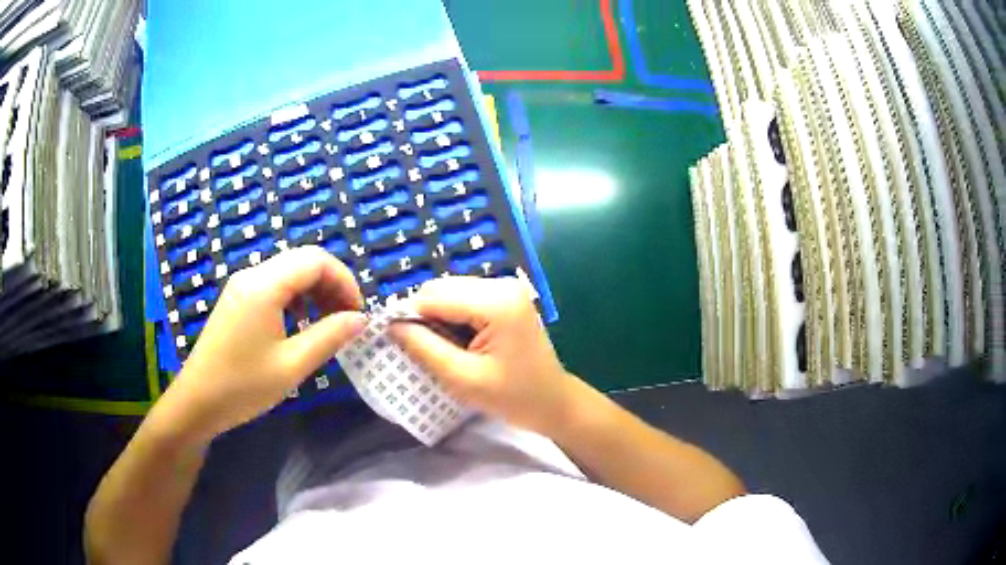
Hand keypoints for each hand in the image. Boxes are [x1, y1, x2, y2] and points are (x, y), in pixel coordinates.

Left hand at [163, 246, 366, 440]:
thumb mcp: (292, 365)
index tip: (358, 313)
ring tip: (328, 323)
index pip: (316, 260)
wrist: (197, 402)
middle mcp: (252, 275)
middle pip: (303, 261)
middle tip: (347, 320)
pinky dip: (296, 298)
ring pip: (289, 272)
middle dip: (332, 284)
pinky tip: (300, 324)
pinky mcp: (237, 299)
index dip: (344, 281)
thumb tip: (360, 319)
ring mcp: (242, 286)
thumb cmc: (243, 386)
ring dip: (315, 291)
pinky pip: (274, 285)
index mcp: (264, 285)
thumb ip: (329, 337)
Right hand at [390, 276, 577, 434]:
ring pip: (450, 292)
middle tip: (425, 351)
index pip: (434, 296)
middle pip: (441, 288)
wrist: (553, 402)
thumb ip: (424, 348)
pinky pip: (464, 298)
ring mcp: (505, 288)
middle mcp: (501, 284)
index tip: (398, 343)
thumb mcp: (462, 378)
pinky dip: (452, 317)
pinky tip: (459, 342)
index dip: (409, 316)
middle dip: (424, 316)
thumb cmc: (513, 397)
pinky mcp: (505, 297)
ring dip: (438, 317)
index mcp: (496, 302)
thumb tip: (391, 325)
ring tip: (445, 349)